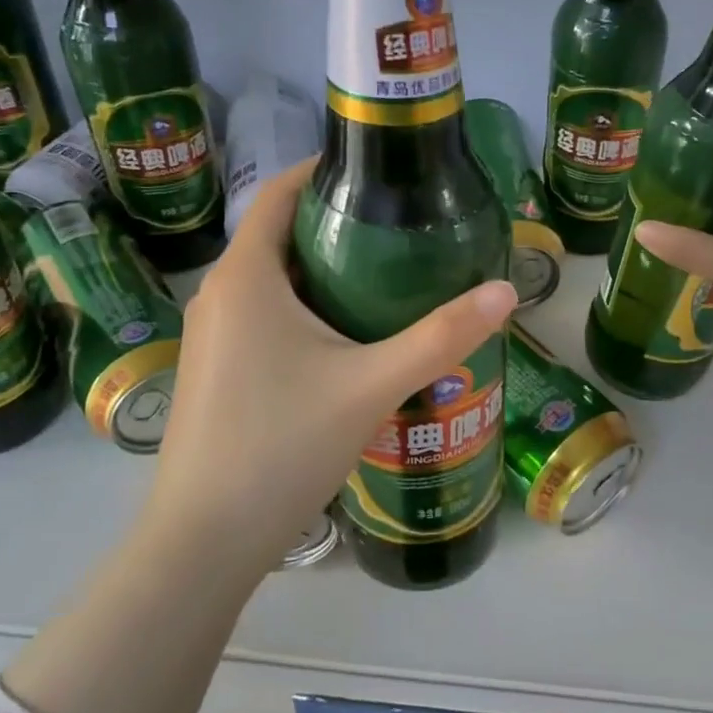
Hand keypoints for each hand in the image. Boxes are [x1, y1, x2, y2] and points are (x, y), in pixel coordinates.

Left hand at [147, 157, 518, 571]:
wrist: (205, 542)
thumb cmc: (282, 446)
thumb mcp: (371, 386)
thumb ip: (441, 337)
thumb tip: (507, 290)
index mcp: (246, 276)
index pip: (279, 192)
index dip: (326, 171)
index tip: (381, 172)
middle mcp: (220, 294)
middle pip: (281, 234)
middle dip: (339, 224)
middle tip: (405, 228)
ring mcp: (212, 336)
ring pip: (275, 280)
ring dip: (326, 271)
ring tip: (390, 278)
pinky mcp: (216, 371)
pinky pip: (265, 316)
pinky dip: (307, 308)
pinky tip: (351, 338)